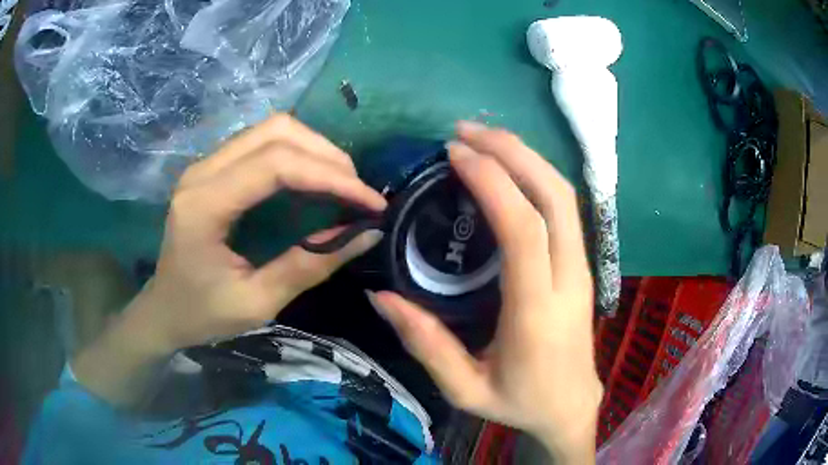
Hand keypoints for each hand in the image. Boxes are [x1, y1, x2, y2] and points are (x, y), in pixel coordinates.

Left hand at [73, 114, 385, 404]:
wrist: (164, 310)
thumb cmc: (203, 314)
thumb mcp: (258, 301)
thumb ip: (309, 265)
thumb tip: (366, 234)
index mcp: (204, 205)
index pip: (276, 165)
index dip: (330, 176)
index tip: (371, 202)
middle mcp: (201, 171)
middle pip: (276, 132)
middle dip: (327, 156)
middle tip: (357, 192)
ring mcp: (205, 165)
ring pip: (271, 130)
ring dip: (314, 149)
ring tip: (342, 184)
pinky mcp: (212, 169)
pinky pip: (261, 143)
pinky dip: (296, 154)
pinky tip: (313, 178)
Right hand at [370, 122, 601, 462]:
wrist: (571, 407)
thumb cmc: (519, 401)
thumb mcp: (465, 389)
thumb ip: (424, 344)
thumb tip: (379, 296)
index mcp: (537, 311)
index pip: (524, 229)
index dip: (492, 181)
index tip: (454, 154)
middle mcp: (568, 279)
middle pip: (554, 196)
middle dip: (513, 152)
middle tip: (466, 132)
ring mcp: (582, 268)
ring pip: (565, 195)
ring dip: (527, 157)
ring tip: (484, 139)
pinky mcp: (582, 264)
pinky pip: (564, 208)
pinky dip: (536, 176)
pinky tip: (509, 168)